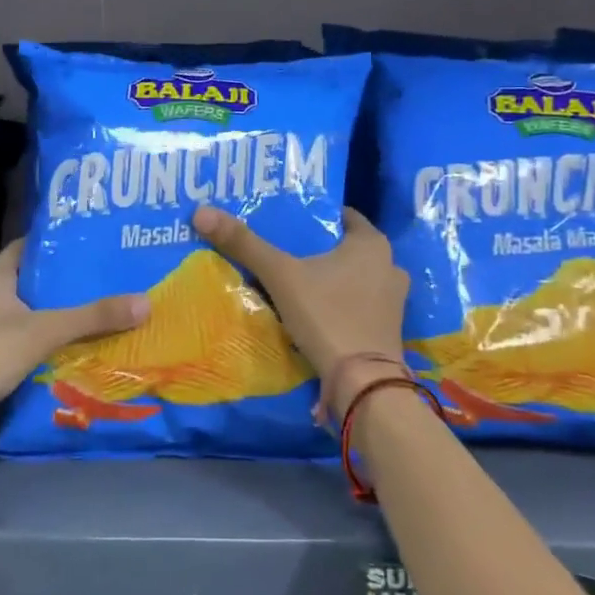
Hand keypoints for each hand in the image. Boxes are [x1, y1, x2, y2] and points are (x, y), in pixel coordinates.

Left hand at [0, 241, 148, 453]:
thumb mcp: (42, 330)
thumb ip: (92, 317)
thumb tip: (145, 302)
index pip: (31, 247)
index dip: (60, 242)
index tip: (96, 240)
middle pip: (39, 283)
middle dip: (73, 283)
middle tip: (116, 277)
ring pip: (38, 317)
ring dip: (68, 318)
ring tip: (111, 311)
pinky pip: (34, 347)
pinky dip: (56, 347)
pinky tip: (87, 351)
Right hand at [191, 204, 408, 420]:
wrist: (363, 382)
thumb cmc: (327, 316)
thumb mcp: (280, 276)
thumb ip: (244, 244)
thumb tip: (201, 212)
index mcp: (371, 243)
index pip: (341, 216)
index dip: (314, 216)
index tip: (286, 221)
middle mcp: (389, 265)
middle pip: (345, 248)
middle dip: (317, 250)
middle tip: (282, 251)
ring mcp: (393, 300)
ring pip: (353, 278)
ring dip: (329, 279)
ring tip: (294, 283)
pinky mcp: (387, 329)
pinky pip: (358, 305)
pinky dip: (338, 304)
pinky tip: (314, 312)